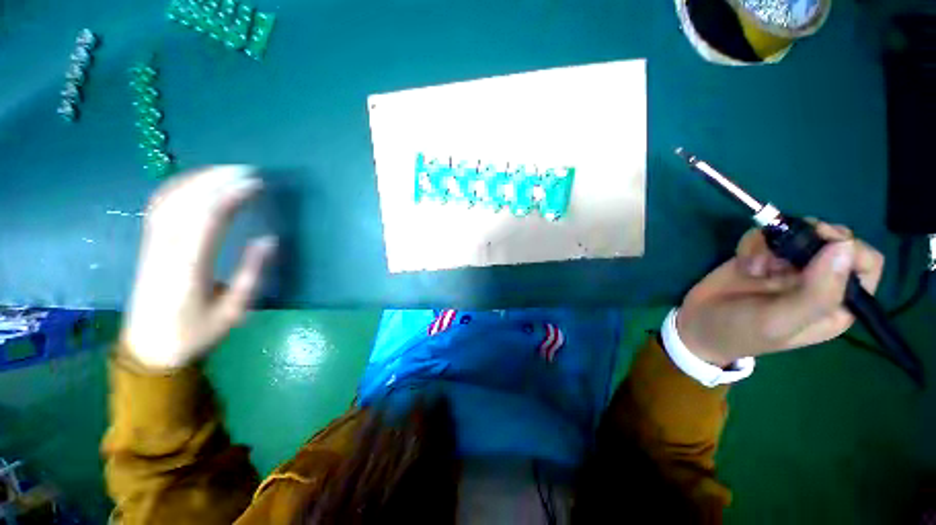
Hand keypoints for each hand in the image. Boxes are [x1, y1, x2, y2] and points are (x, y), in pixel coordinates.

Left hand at [121, 166, 276, 370]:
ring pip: (170, 199)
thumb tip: (268, 239)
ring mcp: (152, 244)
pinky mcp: (148, 244)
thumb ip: (252, 273)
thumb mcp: (234, 311)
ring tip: (226, 170)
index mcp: (189, 267)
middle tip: (247, 171)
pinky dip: (178, 187)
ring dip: (198, 179)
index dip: (232, 196)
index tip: (257, 184)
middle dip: (217, 180)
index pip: (208, 219)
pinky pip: (159, 206)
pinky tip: (196, 182)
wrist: (149, 348)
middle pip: (187, 201)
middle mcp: (166, 249)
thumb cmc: (196, 332)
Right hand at [676, 221, 883, 366]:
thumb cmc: (740, 331)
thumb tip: (844, 246)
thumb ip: (816, 292)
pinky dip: (753, 243)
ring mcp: (789, 266)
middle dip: (806, 239)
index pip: (866, 263)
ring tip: (754, 265)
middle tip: (780, 252)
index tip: (818, 247)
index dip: (849, 250)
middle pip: (833, 239)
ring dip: (774, 243)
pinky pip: (767, 234)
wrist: (697, 324)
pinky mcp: (763, 255)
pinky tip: (743, 262)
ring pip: (798, 231)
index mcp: (835, 303)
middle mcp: (819, 281)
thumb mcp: (779, 321)